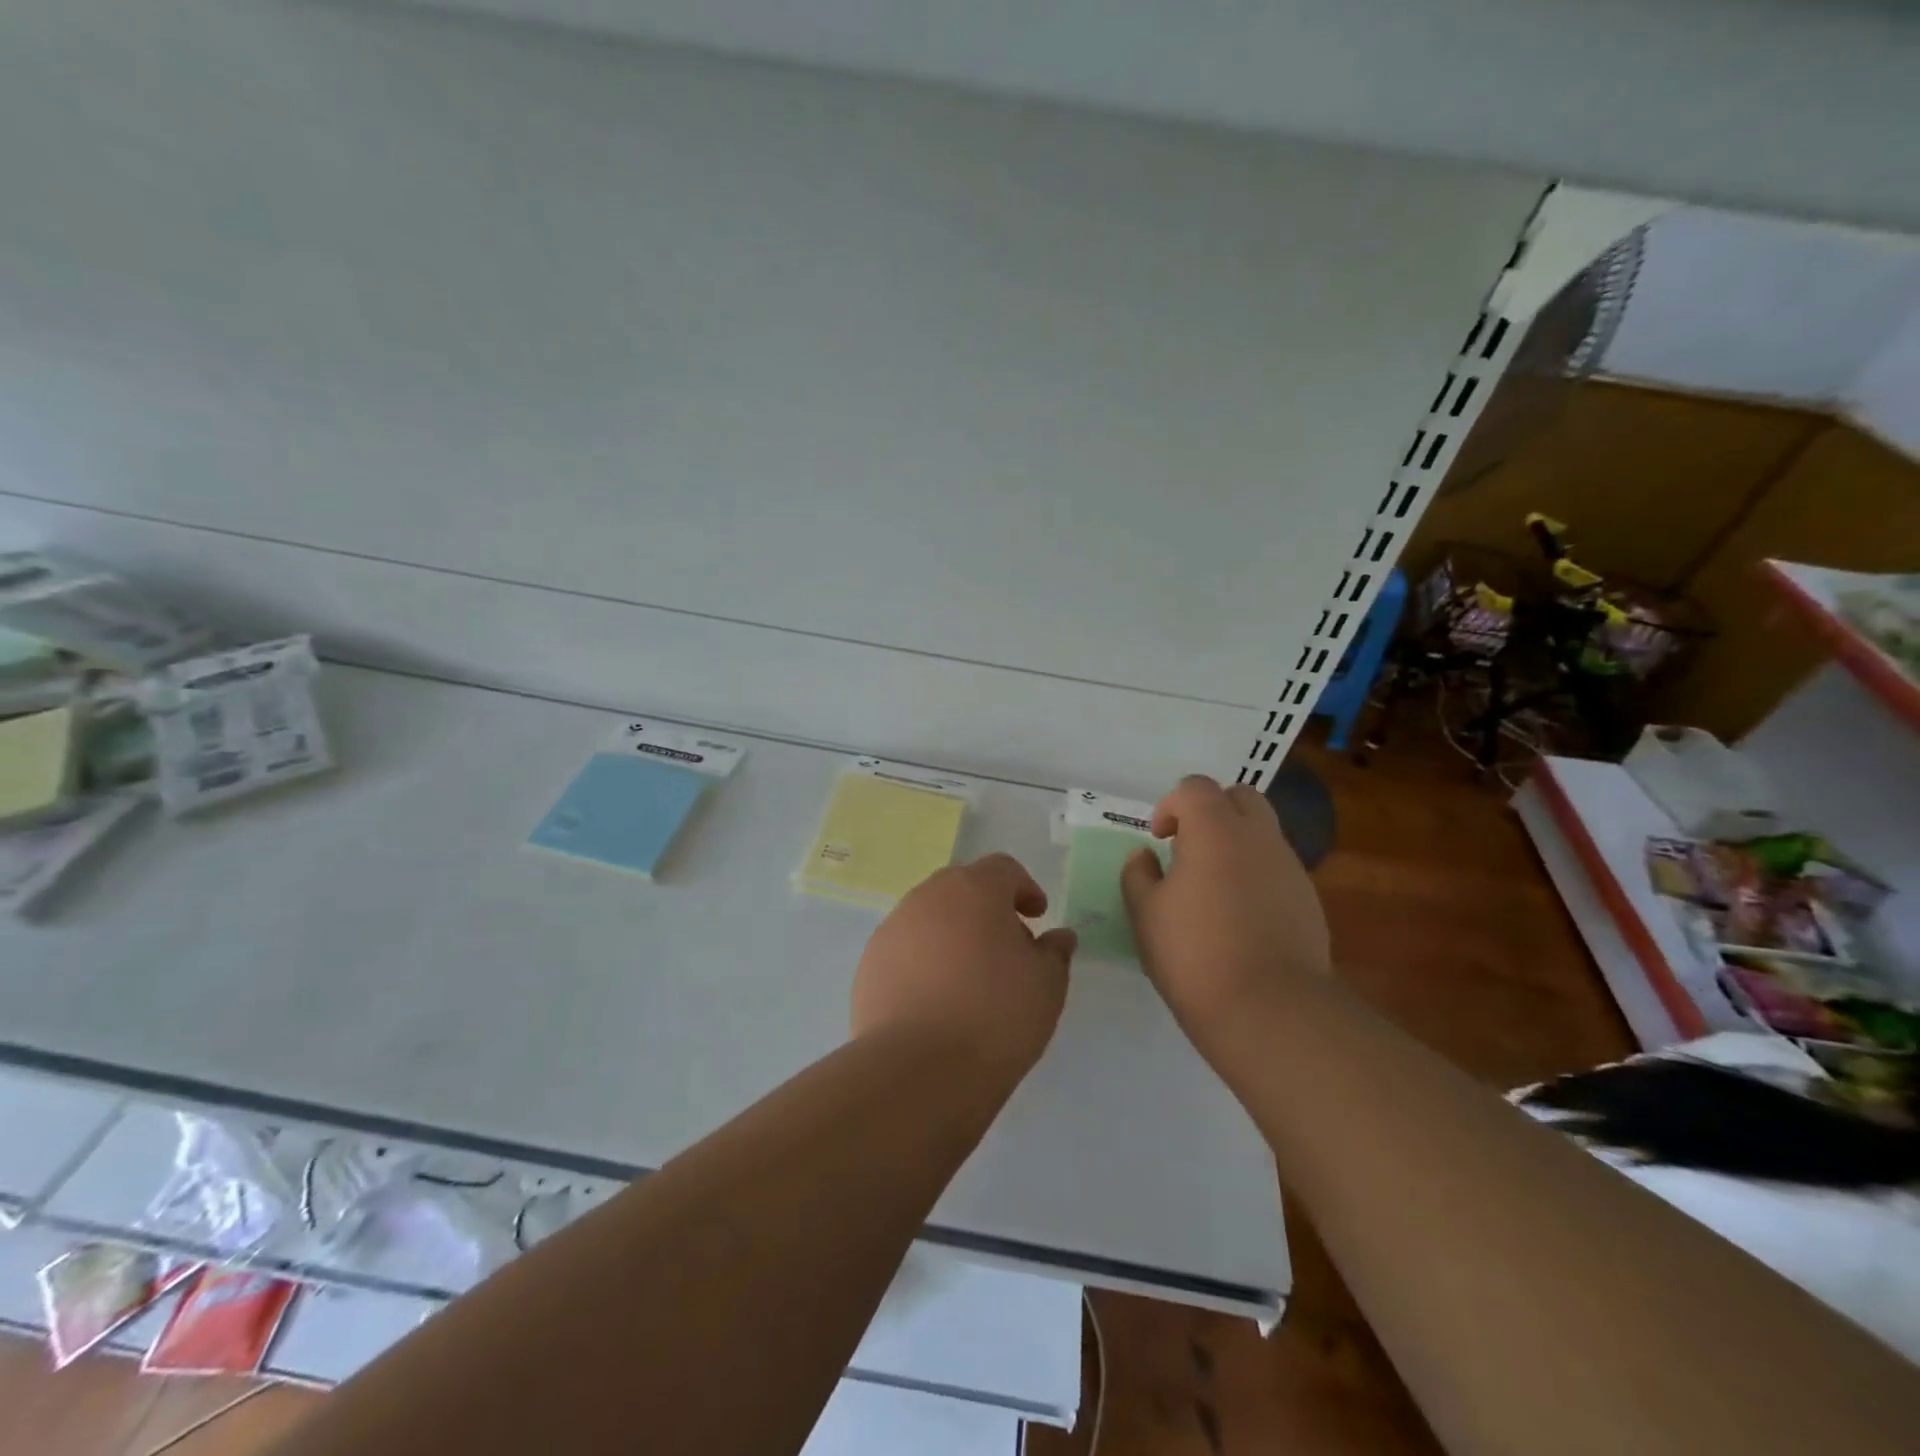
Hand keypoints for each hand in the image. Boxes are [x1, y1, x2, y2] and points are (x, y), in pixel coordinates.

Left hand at [852, 853, 1076, 1077]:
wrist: (918, 1070)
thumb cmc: (995, 1016)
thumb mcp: (1047, 986)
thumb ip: (1055, 953)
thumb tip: (1057, 937)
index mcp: (973, 889)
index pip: (1002, 869)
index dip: (1024, 888)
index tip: (1036, 916)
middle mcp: (928, 897)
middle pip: (962, 888)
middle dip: (986, 908)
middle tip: (1006, 946)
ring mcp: (892, 929)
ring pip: (930, 917)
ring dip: (952, 934)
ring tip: (970, 978)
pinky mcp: (869, 964)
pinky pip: (906, 949)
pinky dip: (924, 961)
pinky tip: (937, 1000)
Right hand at [1120, 776, 1330, 1055]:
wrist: (1270, 1008)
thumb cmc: (1194, 953)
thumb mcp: (1145, 913)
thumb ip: (1138, 875)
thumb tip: (1144, 857)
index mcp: (1215, 829)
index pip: (1195, 787)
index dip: (1171, 805)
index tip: (1159, 839)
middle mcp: (1258, 836)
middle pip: (1240, 796)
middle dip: (1212, 810)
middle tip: (1189, 847)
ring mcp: (1289, 867)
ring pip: (1263, 832)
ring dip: (1236, 842)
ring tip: (1212, 886)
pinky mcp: (1308, 899)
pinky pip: (1277, 867)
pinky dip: (1256, 874)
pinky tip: (1239, 916)